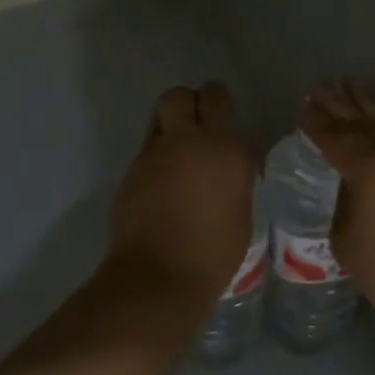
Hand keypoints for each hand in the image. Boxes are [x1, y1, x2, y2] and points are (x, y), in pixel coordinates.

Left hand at [107, 83, 258, 312]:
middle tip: (196, 127)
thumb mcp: (242, 210)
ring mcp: (155, 155)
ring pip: (159, 117)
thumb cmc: (214, 254)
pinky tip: (163, 185)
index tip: (221, 118)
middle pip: (179, 95)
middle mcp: (188, 142)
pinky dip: (156, 157)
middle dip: (187, 104)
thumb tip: (232, 163)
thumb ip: (236, 176)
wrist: (159, 278)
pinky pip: (147, 149)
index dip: (217, 102)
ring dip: (169, 126)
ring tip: (178, 153)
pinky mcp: (131, 171)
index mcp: (225, 149)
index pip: (217, 98)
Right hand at [301, 80, 374, 323]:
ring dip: (367, 105)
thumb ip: (343, 201)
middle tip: (321, 87)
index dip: (316, 122)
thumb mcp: (344, 235)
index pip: (334, 136)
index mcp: (366, 166)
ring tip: (351, 86)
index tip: (303, 108)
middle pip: (360, 121)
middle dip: (339, 104)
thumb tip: (347, 186)